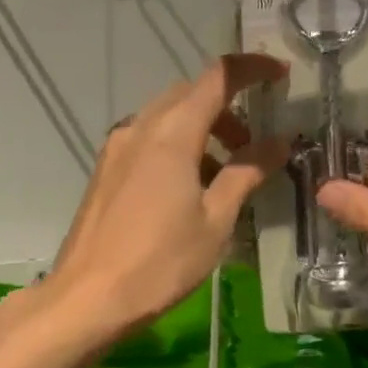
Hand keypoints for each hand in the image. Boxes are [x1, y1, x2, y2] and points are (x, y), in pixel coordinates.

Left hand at [49, 54, 288, 337]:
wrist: (87, 298)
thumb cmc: (159, 263)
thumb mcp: (215, 221)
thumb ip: (246, 173)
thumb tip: (278, 141)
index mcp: (171, 133)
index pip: (217, 77)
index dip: (252, 68)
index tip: (281, 75)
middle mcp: (139, 128)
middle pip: (189, 94)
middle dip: (227, 107)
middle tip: (254, 143)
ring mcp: (116, 148)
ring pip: (165, 117)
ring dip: (201, 129)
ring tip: (225, 173)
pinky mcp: (105, 171)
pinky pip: (147, 140)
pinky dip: (176, 146)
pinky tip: (188, 189)